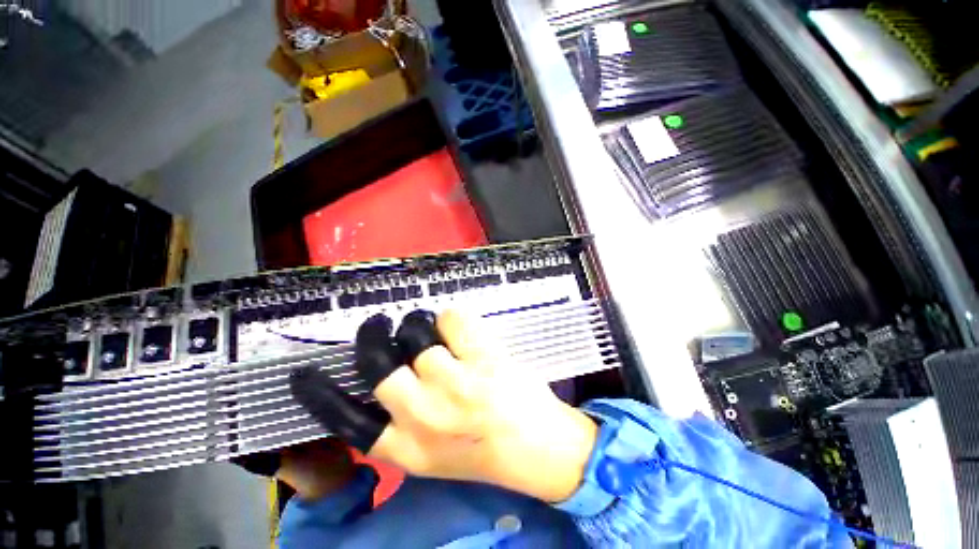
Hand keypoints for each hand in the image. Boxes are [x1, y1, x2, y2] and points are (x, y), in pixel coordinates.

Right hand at [290, 311, 597, 502]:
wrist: (541, 450)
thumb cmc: (486, 450)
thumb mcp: (434, 451)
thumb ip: (407, 421)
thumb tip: (390, 374)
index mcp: (407, 448)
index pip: (347, 419)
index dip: (321, 393)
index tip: (306, 374)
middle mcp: (424, 416)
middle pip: (380, 362)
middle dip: (378, 334)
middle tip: (386, 324)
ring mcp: (456, 385)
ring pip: (418, 333)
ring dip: (425, 327)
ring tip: (440, 336)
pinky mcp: (483, 360)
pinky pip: (452, 319)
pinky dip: (454, 318)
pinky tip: (464, 331)